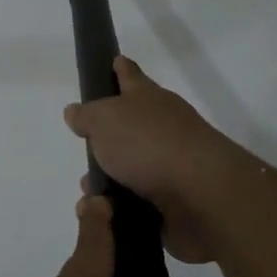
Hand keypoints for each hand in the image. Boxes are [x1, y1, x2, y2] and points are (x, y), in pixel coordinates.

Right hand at [63, 55, 251, 263]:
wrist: (200, 195)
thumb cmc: (148, 144)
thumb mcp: (105, 120)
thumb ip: (87, 116)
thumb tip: (75, 111)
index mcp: (148, 98)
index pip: (130, 76)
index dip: (120, 68)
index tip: (114, 61)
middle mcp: (163, 126)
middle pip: (131, 125)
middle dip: (107, 138)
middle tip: (85, 147)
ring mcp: (172, 164)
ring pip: (132, 168)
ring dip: (110, 180)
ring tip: (89, 193)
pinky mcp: (175, 201)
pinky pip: (139, 203)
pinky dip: (121, 208)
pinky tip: (104, 214)